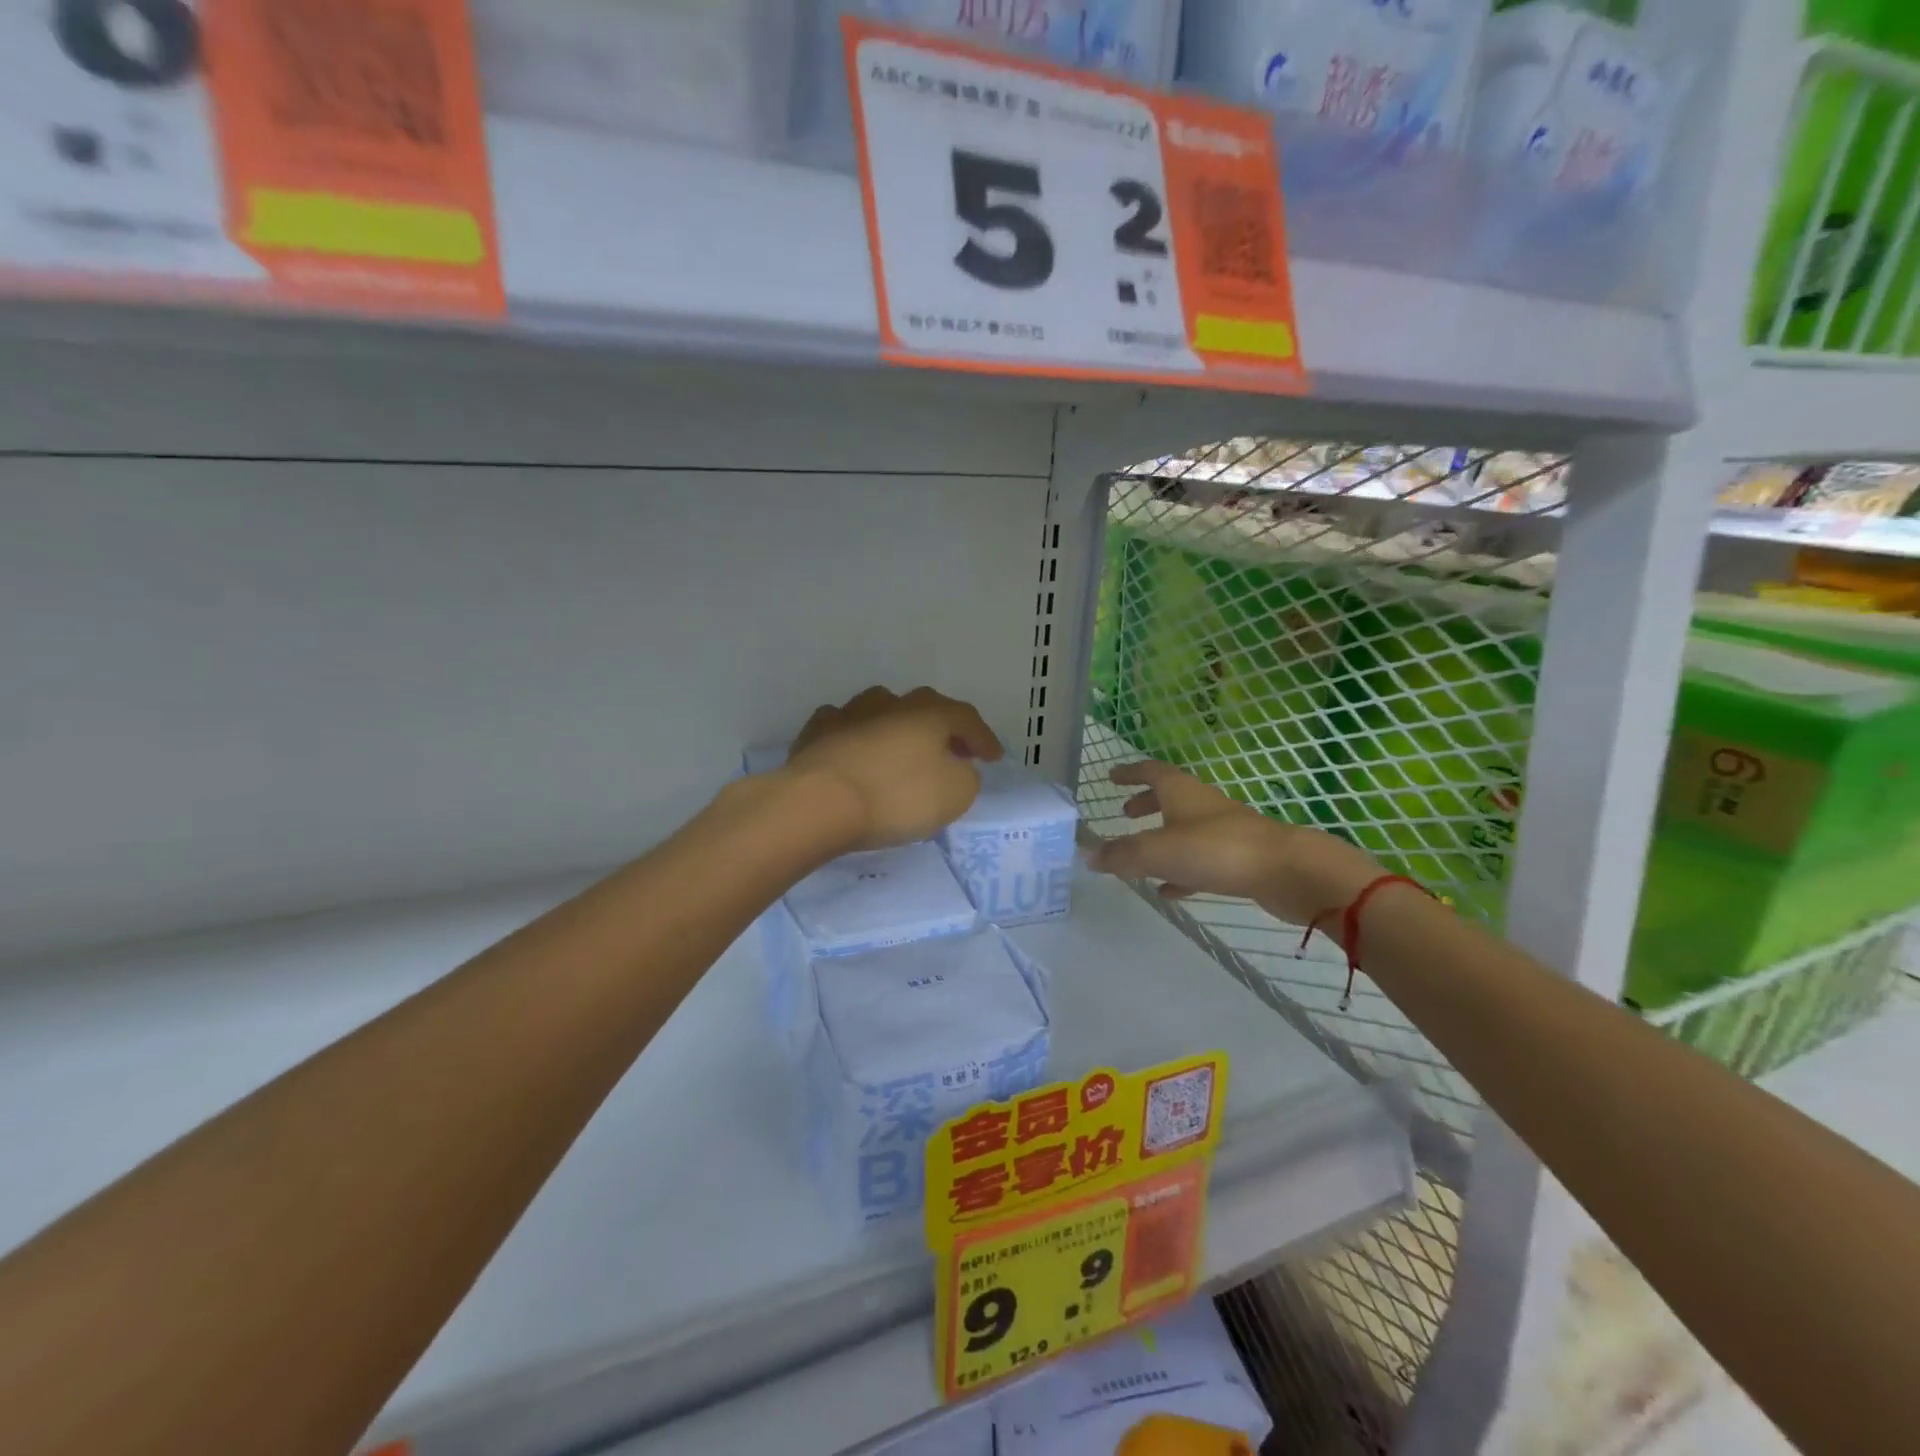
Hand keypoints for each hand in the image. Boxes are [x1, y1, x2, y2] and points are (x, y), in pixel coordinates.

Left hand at [782, 686, 1004, 851]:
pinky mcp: (815, 733)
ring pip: (881, 709)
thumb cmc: (895, 797)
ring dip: (897, 726)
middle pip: (924, 708)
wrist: (818, 803)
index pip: (966, 718)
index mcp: (930, 714)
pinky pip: (844, 727)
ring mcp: (849, 713)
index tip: (993, 759)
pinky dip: (856, 737)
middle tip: (952, 749)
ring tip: (902, 747)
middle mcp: (891, 703)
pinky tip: (854, 749)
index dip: (983, 738)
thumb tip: (956, 768)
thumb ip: (965, 777)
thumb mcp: (954, 795)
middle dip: (942, 728)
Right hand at [1088, 761, 1380, 926]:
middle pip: (1169, 798)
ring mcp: (1222, 832)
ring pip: (1184, 830)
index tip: (1111, 776)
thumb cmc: (1217, 850)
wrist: (1287, 871)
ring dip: (1161, 838)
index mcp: (1181, 792)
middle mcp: (1201, 806)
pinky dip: (1180, 871)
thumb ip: (1121, 855)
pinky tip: (1168, 890)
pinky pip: (1200, 862)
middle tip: (1124, 814)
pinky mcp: (1237, 860)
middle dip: (1145, 804)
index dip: (1129, 773)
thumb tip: (1087, 855)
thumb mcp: (1159, 852)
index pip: (1150, 772)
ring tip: (1139, 857)